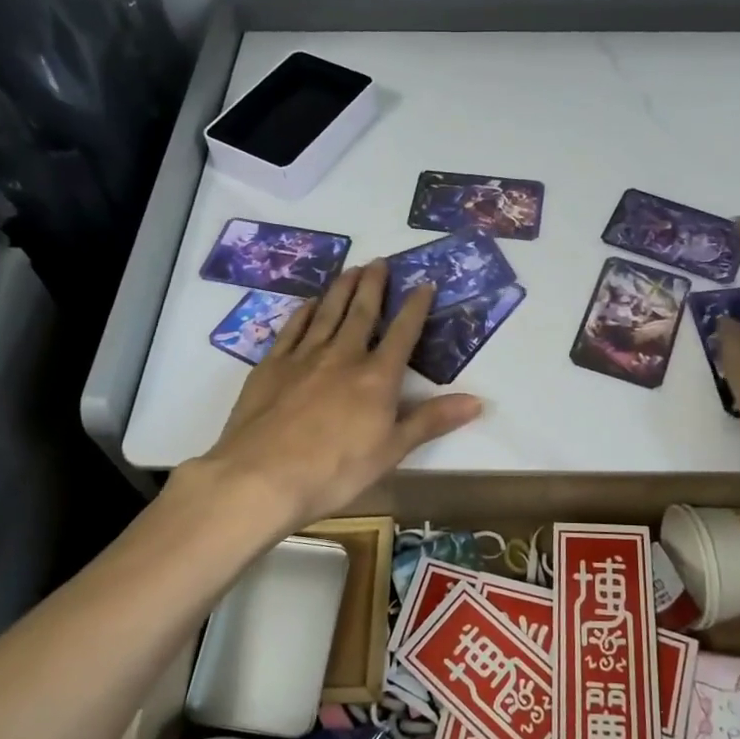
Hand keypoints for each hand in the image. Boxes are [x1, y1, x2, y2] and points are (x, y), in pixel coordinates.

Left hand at [199, 261, 481, 525]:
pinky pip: (292, 329)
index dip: (415, 308)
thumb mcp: (391, 451)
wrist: (261, 476)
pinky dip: (304, 312)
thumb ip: (431, 421)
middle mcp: (342, 357)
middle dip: (374, 286)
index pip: (402, 334)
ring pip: (327, 313)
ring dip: (342, 289)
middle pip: (362, 313)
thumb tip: (478, 401)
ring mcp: (304, 357)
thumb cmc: (335, 470)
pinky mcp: (271, 366)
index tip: (424, 284)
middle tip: (380, 261)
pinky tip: (310, 303)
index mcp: (376, 378)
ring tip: (352, 269)